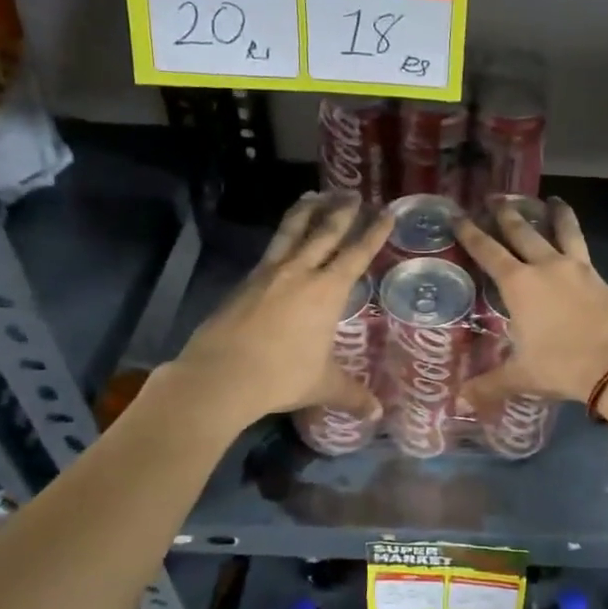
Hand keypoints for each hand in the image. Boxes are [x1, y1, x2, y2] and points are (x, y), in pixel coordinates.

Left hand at [169, 192, 390, 430]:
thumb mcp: (323, 385)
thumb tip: (377, 415)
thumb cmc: (281, 376)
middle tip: (352, 193)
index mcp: (326, 291)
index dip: (374, 233)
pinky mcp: (244, 282)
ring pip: (291, 232)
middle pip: (325, 232)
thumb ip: (352, 395)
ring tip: (314, 194)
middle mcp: (300, 273)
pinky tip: (282, 240)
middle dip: (342, 211)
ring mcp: (268, 274)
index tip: (386, 212)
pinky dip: (282, 236)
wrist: (221, 375)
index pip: (357, 254)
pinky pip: (270, 250)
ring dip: (306, 211)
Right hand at [455, 199, 607, 410]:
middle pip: (522, 231)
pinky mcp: (600, 277)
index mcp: (520, 284)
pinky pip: (583, 248)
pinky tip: (574, 241)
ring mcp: (577, 268)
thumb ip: (489, 385)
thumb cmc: (562, 365)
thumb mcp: (522, 376)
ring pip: (562, 230)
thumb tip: (458, 401)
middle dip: (506, 213)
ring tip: (551, 199)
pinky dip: (575, 237)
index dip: (470, 233)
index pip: (488, 251)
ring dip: (554, 214)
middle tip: (495, 197)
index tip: (458, 215)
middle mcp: (546, 267)